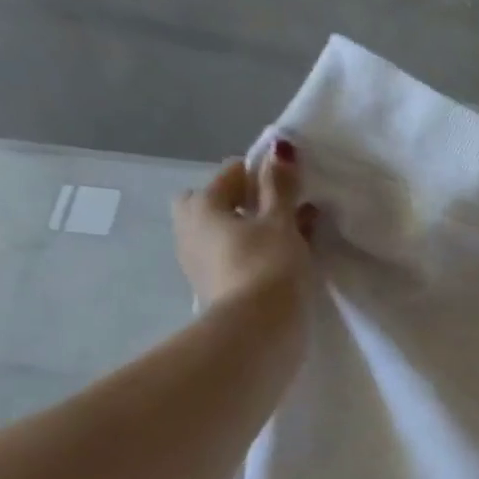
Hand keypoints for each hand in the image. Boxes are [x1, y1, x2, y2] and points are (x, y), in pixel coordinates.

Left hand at [172, 139, 318, 311]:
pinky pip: (229, 257)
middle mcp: (189, 228)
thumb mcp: (281, 223)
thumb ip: (280, 186)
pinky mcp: (210, 287)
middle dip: (242, 202)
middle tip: (277, 213)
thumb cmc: (268, 266)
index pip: (231, 173)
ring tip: (283, 240)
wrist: (257, 330)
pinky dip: (248, 254)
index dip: (261, 173)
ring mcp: (196, 261)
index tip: (290, 186)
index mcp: (201, 204)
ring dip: (247, 230)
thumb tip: (280, 148)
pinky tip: (274, 264)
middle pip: (214, 202)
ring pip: (222, 232)